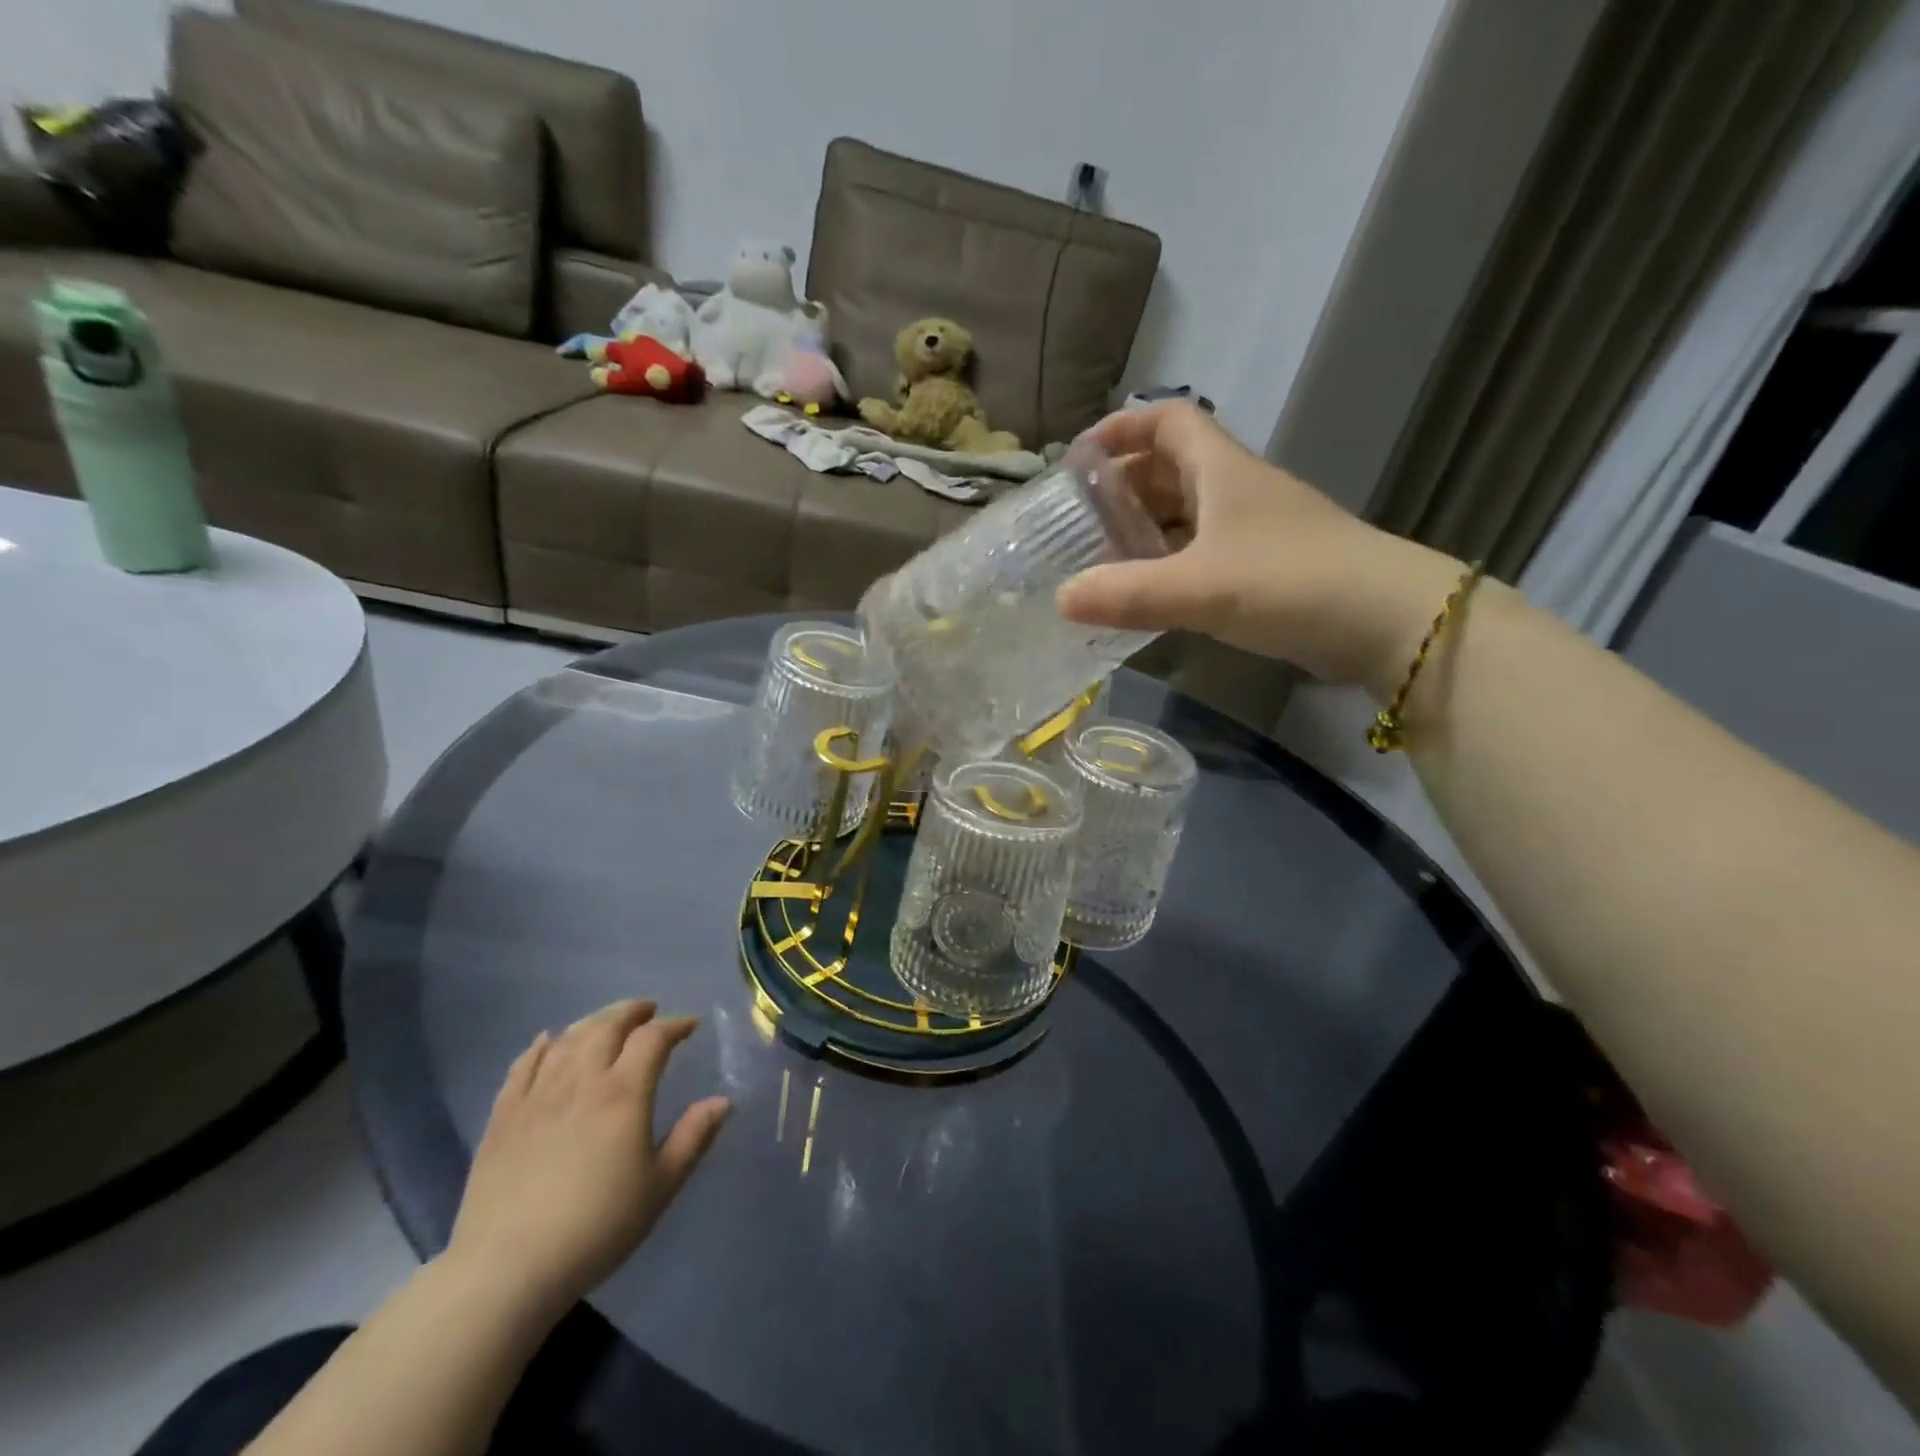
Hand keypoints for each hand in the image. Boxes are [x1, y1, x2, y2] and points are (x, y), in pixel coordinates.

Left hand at [445, 1000, 729, 1316]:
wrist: (506, 1271)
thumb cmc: (596, 1228)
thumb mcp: (660, 1187)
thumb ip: (694, 1137)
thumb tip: (723, 1101)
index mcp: (623, 1093)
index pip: (653, 1039)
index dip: (675, 1025)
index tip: (691, 1025)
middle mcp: (581, 1081)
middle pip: (607, 1026)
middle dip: (632, 1012)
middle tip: (648, 1010)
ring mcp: (537, 1096)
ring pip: (567, 1039)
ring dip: (592, 1022)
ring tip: (607, 1022)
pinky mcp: (503, 1118)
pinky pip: (522, 1066)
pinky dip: (540, 1046)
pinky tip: (547, 1041)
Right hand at [1057, 402, 1465, 696]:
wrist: (1386, 622)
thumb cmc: (1290, 582)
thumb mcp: (1199, 587)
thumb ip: (1127, 594)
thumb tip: (1060, 598)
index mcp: (1222, 470)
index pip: (1169, 420)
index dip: (1123, 427)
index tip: (1079, 458)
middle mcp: (1238, 490)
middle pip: (1172, 467)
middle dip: (1124, 484)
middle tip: (1080, 518)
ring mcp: (1256, 529)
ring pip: (1188, 512)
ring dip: (1147, 526)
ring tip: (1103, 556)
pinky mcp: (1267, 567)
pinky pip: (1203, 551)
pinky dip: (1171, 562)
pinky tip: (1149, 591)